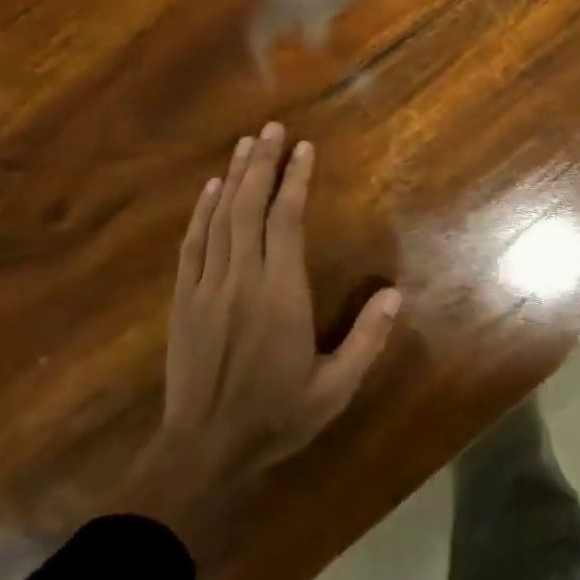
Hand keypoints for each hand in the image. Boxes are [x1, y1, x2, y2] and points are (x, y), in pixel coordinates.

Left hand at [132, 124, 400, 543]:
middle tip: (272, 128)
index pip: (287, 221)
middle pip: (251, 207)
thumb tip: (395, 294)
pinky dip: (202, 211)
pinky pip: (193, 244)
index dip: (295, 181)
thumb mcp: (334, 389)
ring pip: (221, 218)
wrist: (203, 451)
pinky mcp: (184, 299)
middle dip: (262, 163)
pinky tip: (211, 188)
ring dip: (235, 177)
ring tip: (247, 143)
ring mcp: (207, 286)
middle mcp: (242, 279)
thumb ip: (366, 340)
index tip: (304, 149)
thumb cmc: (275, 417)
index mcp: (280, 295)